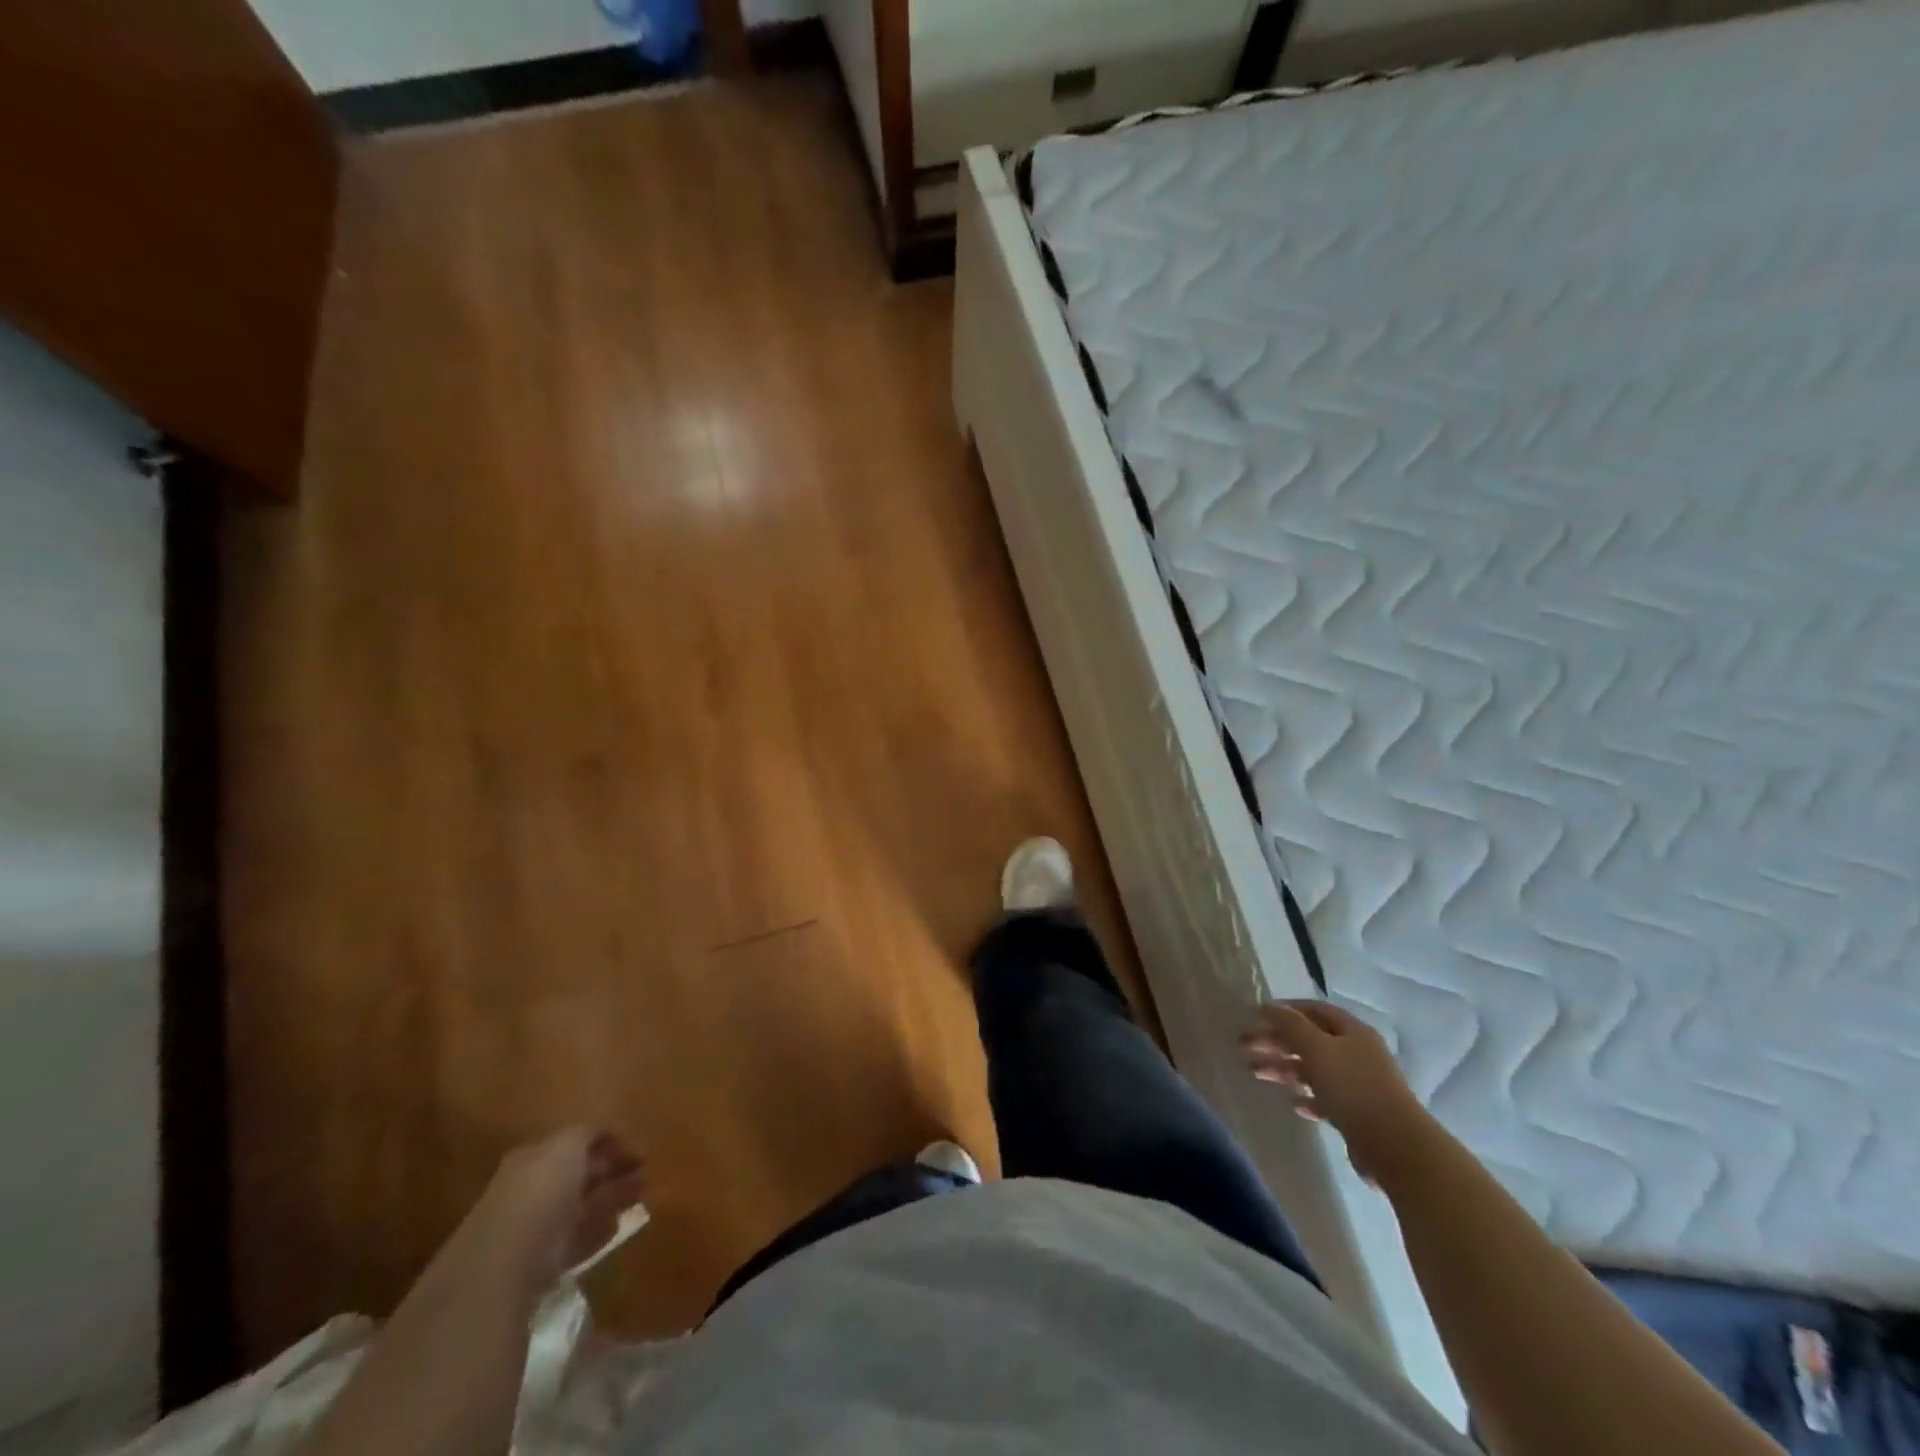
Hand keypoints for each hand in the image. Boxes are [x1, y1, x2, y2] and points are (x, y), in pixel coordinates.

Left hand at [466, 1128, 647, 1296]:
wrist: (505, 1262)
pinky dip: (600, 1231)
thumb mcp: (568, 1144)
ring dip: (612, 1198)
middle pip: (579, 1174)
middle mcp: (534, 1188)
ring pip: (583, 1205)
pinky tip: (618, 1226)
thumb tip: (607, 1134)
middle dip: (612, 1170)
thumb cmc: (540, 1190)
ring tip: (643, 1193)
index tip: (637, 1148)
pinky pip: (579, 1239)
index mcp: (534, 1157)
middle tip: (646, 1170)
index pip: (574, 1143)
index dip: (607, 1142)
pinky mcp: (544, 1262)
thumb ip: (588, 1133)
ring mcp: (538, 1226)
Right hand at [1242, 1001, 1435, 1183]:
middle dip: (1276, 1041)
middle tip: (1244, 1046)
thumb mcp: (1317, 1048)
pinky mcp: (1357, 1114)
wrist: (1395, 1147)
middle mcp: (1356, 1053)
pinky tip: (1292, 1103)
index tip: (1256, 1016)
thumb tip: (1268, 1006)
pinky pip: (1325, 1098)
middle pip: (1309, 1040)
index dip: (1285, 1010)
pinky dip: (1306, 1097)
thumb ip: (1290, 1025)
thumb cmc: (1353, 1087)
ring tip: (1254, 1072)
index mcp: (1352, 1031)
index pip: (1314, 1010)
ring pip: (1313, 1069)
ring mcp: (1358, 1084)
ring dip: (1284, 1068)